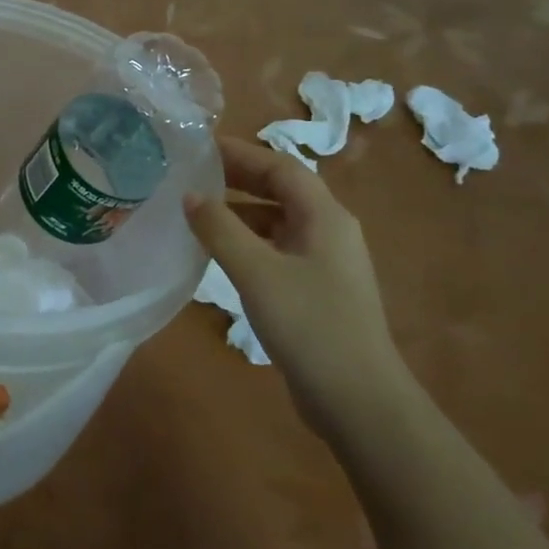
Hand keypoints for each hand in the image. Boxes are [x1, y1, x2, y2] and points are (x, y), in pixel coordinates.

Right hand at [185, 136, 409, 435]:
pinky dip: (248, 242)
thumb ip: (220, 229)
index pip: (281, 167)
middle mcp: (330, 231)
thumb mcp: (257, 272)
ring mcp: (325, 264)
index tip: (200, 148)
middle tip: (193, 174)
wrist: (359, 401)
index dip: (241, 153)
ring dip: (241, 212)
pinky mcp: (316, 291)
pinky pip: (277, 250)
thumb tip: (190, 194)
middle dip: (239, 179)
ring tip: (197, 212)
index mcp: (325, 216)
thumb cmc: (310, 325)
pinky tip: (220, 255)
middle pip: (282, 190)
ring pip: (278, 222)